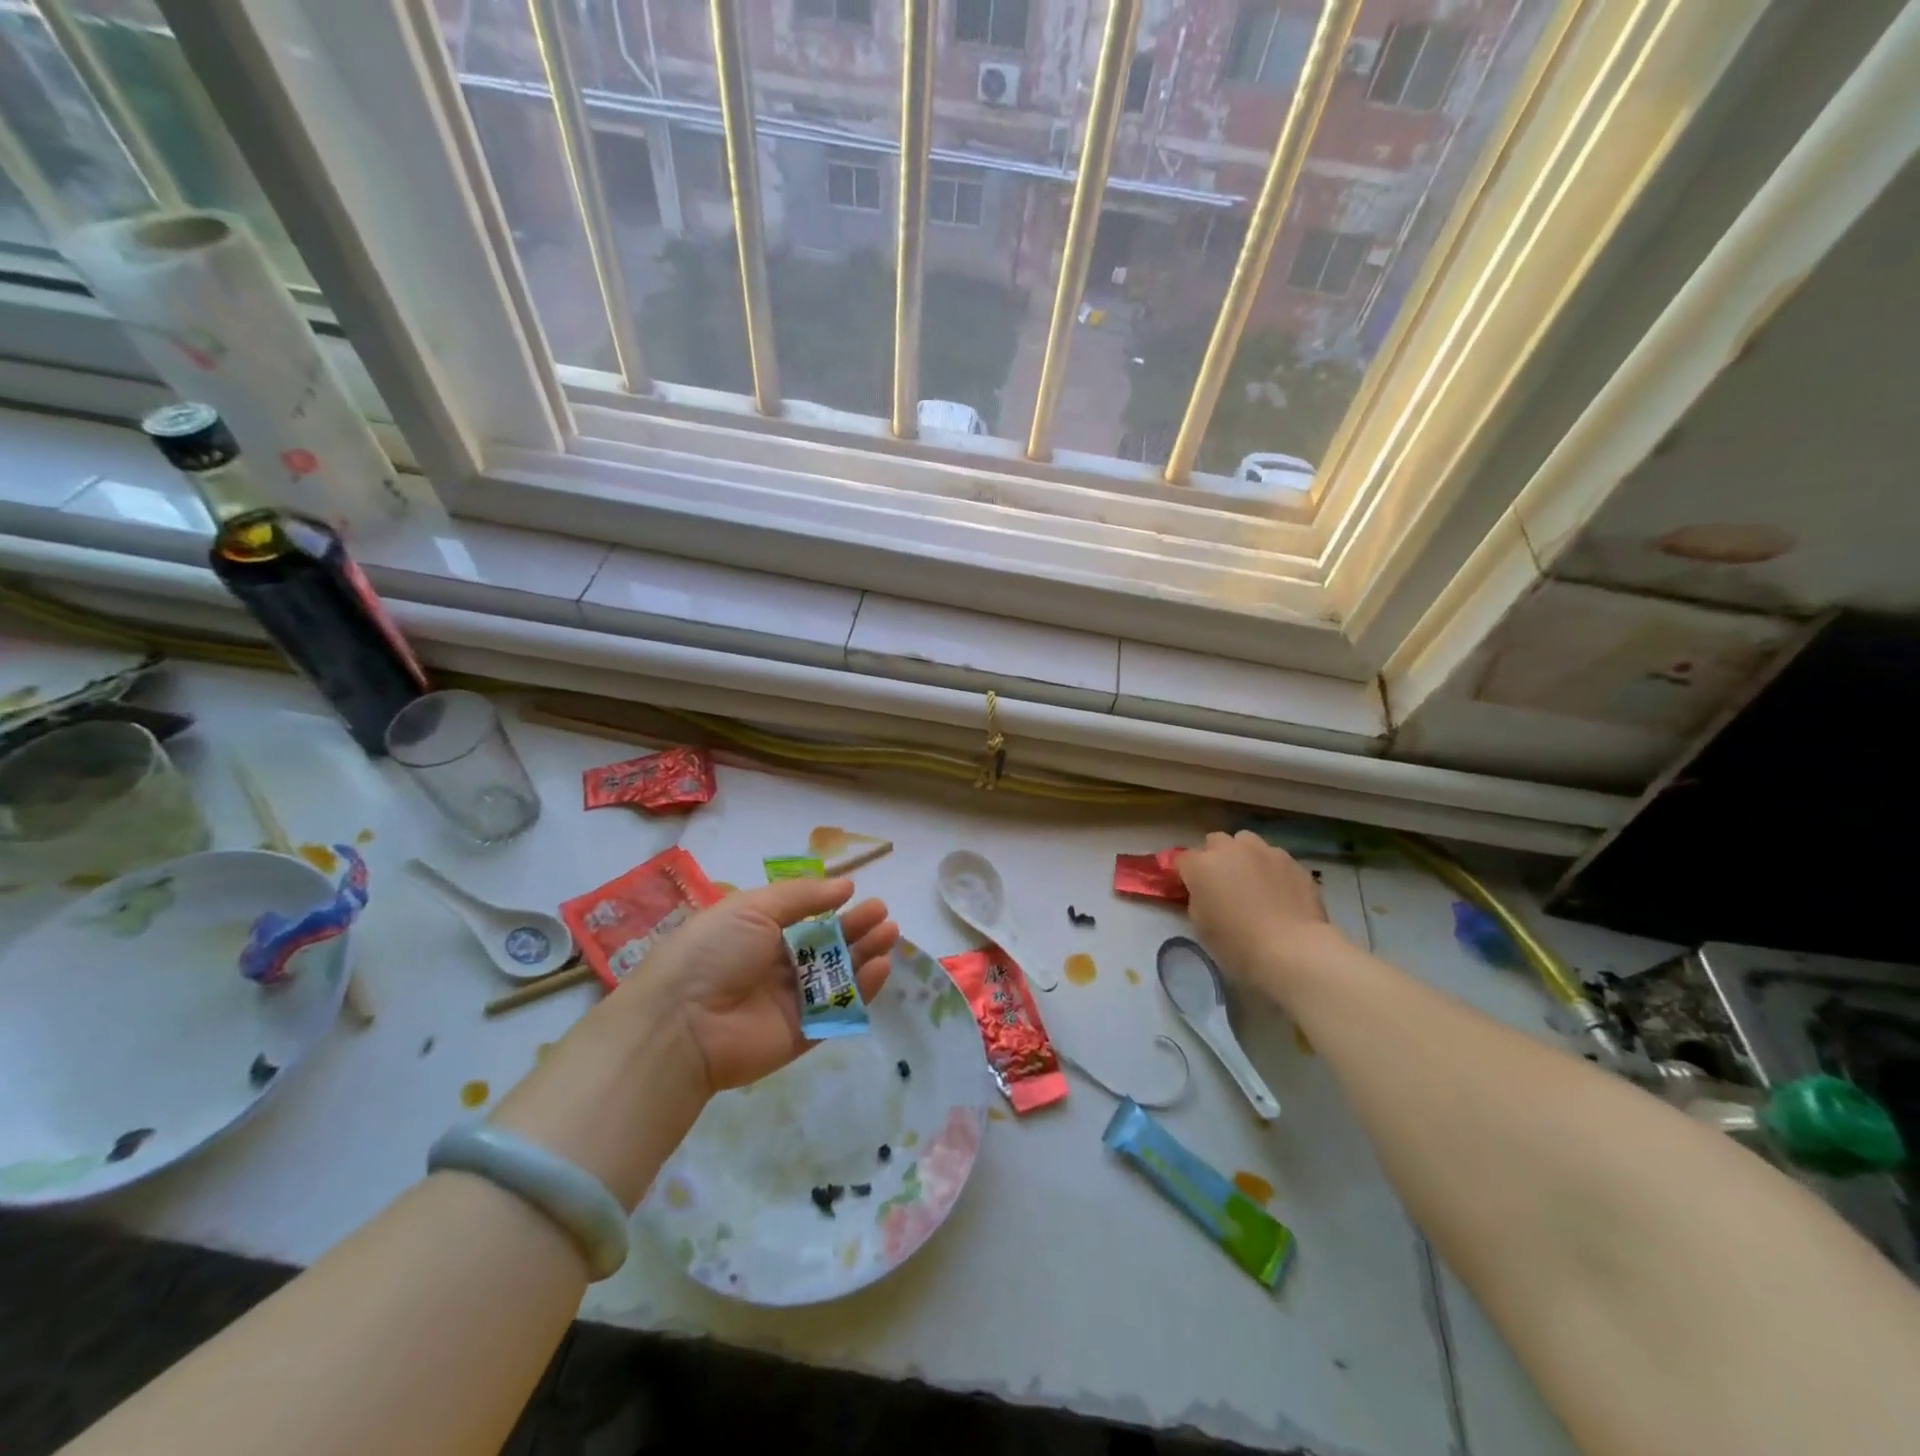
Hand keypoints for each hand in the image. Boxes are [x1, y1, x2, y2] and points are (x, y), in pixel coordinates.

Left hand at [618, 877, 897, 1095]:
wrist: (681, 1024)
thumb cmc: (712, 952)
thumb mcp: (752, 908)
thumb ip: (801, 896)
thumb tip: (844, 885)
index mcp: (755, 934)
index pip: (802, 919)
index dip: (831, 907)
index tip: (857, 894)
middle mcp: (773, 968)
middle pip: (824, 947)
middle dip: (855, 928)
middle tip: (883, 915)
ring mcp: (788, 1004)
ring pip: (836, 977)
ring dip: (864, 954)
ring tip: (889, 934)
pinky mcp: (800, 1035)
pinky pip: (837, 1010)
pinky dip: (860, 990)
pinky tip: (880, 967)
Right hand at [1178, 831, 1346, 993]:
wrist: (1292, 950)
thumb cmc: (1237, 943)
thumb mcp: (1201, 924)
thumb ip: (1197, 898)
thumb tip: (1205, 892)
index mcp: (1201, 865)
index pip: (1183, 859)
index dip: (1185, 874)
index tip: (1190, 890)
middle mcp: (1231, 849)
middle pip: (1215, 841)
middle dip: (1215, 857)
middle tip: (1222, 883)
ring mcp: (1265, 852)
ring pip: (1247, 842)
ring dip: (1244, 856)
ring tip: (1253, 881)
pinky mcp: (1293, 862)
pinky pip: (1275, 858)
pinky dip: (1271, 869)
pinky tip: (1279, 892)